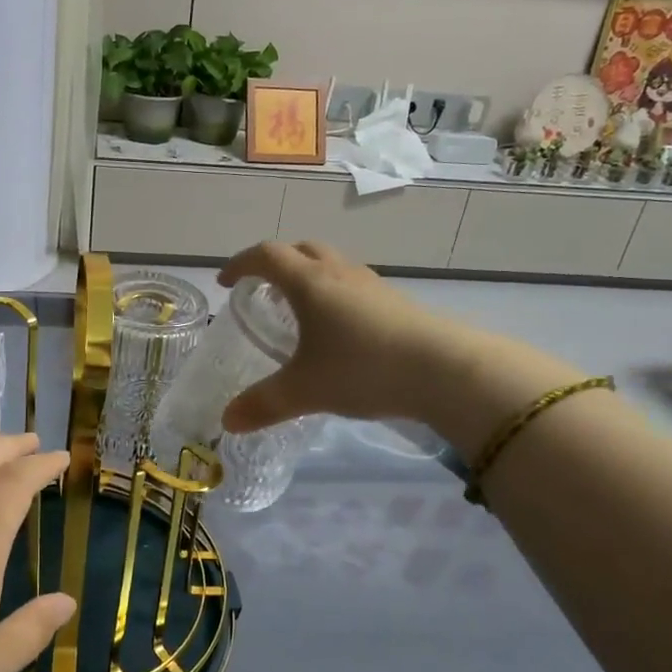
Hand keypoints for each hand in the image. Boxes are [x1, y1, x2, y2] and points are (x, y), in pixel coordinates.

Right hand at [217, 240, 448, 432]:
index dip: (240, 264)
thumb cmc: (362, 369)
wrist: (444, 370)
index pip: (266, 256)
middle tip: (263, 291)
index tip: (226, 283)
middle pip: (301, 250)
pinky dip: (335, 294)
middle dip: (276, 264)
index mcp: (309, 283)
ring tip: (299, 310)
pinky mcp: (396, 302)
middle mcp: (339, 273)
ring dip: (308, 277)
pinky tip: (339, 330)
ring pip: (332, 265)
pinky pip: (354, 284)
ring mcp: (372, 285)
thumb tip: (227, 420)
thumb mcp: (304, 390)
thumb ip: (263, 404)